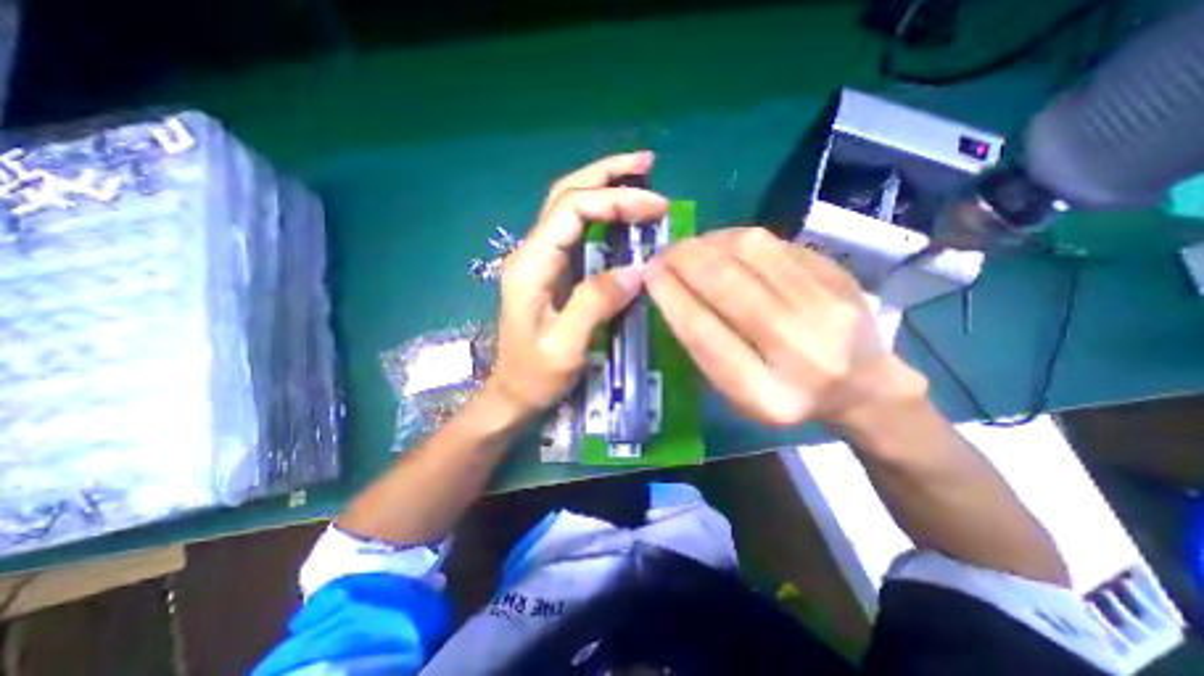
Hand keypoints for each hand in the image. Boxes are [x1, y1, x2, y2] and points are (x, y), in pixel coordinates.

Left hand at [485, 152, 666, 415]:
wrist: (512, 394)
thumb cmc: (535, 376)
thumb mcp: (565, 347)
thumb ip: (595, 303)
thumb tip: (636, 270)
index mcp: (531, 265)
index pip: (572, 210)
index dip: (616, 201)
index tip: (657, 208)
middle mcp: (531, 252)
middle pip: (565, 194)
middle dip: (606, 173)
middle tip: (647, 163)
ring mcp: (540, 260)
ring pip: (569, 207)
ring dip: (603, 185)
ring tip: (639, 177)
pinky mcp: (552, 271)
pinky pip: (576, 230)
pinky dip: (601, 213)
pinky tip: (621, 214)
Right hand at [643, 226, 922, 428]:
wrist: (862, 387)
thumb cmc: (785, 396)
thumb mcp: (736, 393)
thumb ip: (705, 347)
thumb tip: (671, 289)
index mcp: (766, 395)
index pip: (704, 334)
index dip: (671, 297)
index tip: (648, 275)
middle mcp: (801, 353)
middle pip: (729, 287)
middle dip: (684, 260)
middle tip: (663, 253)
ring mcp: (830, 310)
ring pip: (753, 253)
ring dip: (709, 242)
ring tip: (690, 246)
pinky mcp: (841, 278)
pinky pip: (777, 244)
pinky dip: (738, 238)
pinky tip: (723, 244)